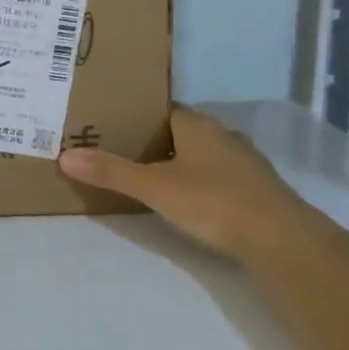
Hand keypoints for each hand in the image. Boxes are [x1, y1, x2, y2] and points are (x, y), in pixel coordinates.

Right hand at [57, 106, 308, 258]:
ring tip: (146, 176)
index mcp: (197, 125)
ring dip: (177, 162)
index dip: (135, 115)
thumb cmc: (214, 202)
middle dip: (152, 140)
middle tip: (118, 151)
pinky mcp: (256, 190)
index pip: (161, 108)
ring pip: (200, 154)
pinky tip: (185, 199)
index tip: (109, 124)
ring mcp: (244, 163)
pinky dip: (198, 182)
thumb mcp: (154, 188)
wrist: (283, 241)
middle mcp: (222, 135)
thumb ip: (111, 172)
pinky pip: (217, 176)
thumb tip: (65, 156)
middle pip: (180, 131)